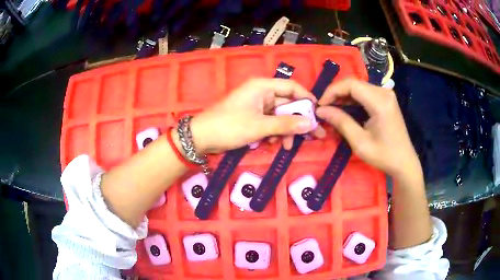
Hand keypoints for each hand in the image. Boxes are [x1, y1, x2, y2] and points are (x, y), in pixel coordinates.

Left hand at [190, 78, 323, 153]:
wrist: (201, 137)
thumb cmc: (230, 126)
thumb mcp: (260, 126)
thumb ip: (286, 124)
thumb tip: (311, 124)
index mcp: (263, 86)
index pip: (292, 87)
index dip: (307, 99)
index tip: (318, 114)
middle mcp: (261, 92)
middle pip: (288, 103)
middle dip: (298, 121)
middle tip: (313, 136)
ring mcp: (256, 105)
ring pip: (279, 115)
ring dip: (285, 130)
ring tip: (287, 146)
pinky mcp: (252, 116)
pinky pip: (269, 122)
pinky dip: (273, 132)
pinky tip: (272, 144)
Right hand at [315, 78, 421, 180]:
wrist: (404, 162)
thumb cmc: (384, 155)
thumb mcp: (360, 142)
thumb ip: (341, 122)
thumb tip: (321, 110)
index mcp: (380, 101)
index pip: (351, 84)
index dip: (332, 91)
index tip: (320, 105)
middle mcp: (384, 92)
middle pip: (354, 83)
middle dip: (336, 94)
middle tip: (324, 109)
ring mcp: (386, 94)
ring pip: (358, 87)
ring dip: (343, 97)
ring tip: (332, 111)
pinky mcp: (386, 99)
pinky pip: (365, 93)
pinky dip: (352, 100)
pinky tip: (345, 110)